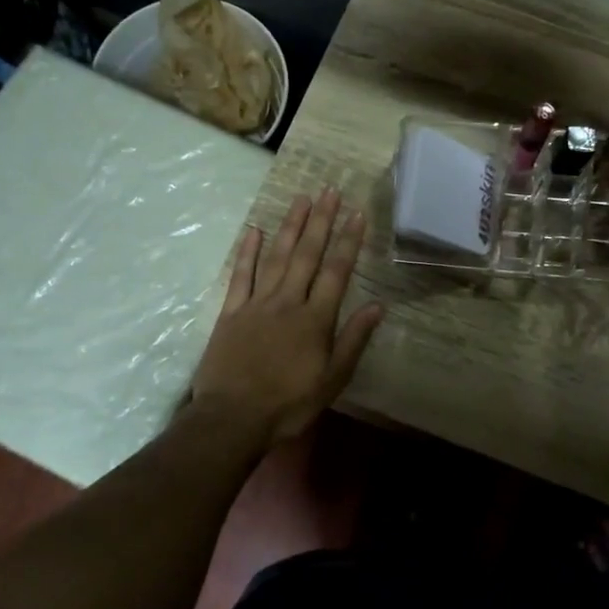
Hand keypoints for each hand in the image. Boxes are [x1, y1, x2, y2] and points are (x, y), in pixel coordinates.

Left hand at [189, 189, 383, 443]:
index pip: (336, 271)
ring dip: (290, 226)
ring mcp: (256, 304)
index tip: (356, 213)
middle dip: (320, 221)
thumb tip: (377, 306)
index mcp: (315, 319)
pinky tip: (255, 230)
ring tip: (301, 199)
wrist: (233, 418)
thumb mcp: (332, 380)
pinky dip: (248, 252)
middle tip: (329, 190)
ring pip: (277, 257)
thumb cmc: (289, 404)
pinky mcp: (231, 312)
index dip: (348, 240)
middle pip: (307, 254)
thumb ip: (353, 340)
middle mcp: (288, 302)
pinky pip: (241, 275)